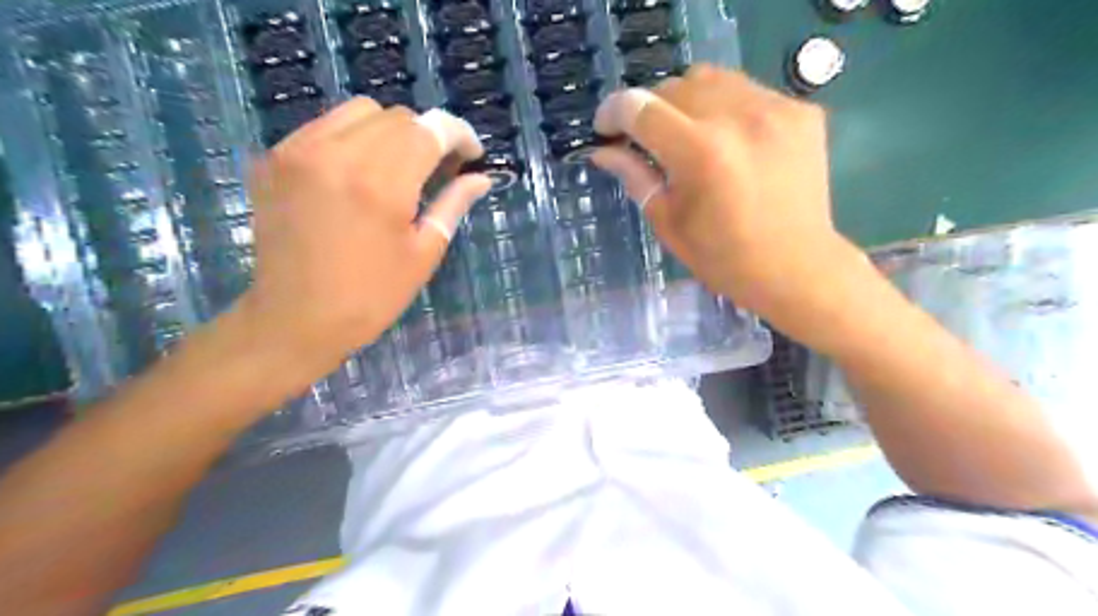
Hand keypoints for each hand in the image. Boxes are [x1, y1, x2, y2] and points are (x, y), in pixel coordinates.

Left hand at [239, 99, 489, 379]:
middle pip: (397, 116)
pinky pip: (324, 125)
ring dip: (390, 131)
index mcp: (381, 184)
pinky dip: (353, 137)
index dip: (458, 134)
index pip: (430, 129)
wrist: (295, 319)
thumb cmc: (371, 296)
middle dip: (427, 135)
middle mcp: (337, 154)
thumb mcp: (423, 254)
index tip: (471, 154)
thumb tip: (480, 178)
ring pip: (359, 111)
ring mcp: (298, 152)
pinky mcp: (273, 159)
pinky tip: (359, 171)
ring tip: (399, 166)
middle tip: (438, 167)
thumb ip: (452, 205)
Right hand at [592, 67, 866, 345]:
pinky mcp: (800, 111)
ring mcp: (776, 109)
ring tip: (686, 135)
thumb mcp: (669, 223)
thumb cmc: (724, 259)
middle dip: (649, 110)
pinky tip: (727, 141)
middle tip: (646, 141)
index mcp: (700, 152)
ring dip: (686, 102)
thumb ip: (635, 177)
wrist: (798, 268)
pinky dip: (724, 108)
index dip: (613, 112)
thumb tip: (603, 152)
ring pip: (710, 79)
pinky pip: (746, 91)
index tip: (605, 129)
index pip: (640, 107)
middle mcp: (738, 118)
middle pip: (674, 86)